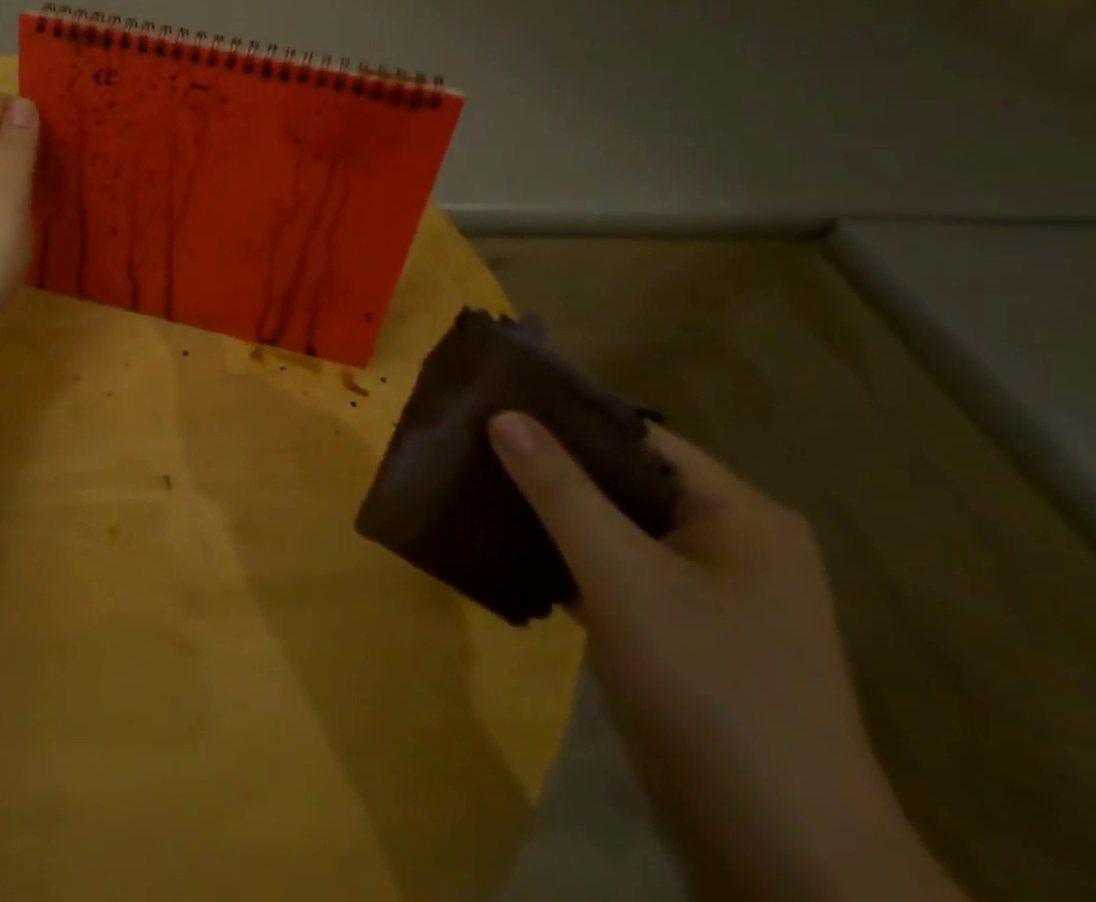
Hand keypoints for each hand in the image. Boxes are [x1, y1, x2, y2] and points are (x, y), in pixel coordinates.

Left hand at [0, 93, 38, 356]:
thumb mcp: (3, 195)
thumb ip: (13, 147)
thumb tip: (22, 103)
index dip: (24, 107)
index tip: (61, 130)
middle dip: (26, 137)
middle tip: (68, 159)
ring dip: (22, 169)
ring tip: (58, 187)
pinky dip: (12, 199)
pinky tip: (31, 220)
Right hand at [488, 412, 967, 901]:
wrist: (783, 858)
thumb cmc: (710, 688)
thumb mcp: (623, 576)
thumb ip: (560, 490)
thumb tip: (502, 414)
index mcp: (740, 515)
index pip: (639, 438)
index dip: (568, 416)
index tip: (496, 400)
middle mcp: (730, 544)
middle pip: (624, 482)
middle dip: (552, 466)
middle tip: (473, 440)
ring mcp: (706, 596)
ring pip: (614, 530)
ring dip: (552, 513)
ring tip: (476, 482)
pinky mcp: (680, 639)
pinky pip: (613, 574)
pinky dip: (565, 559)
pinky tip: (506, 547)